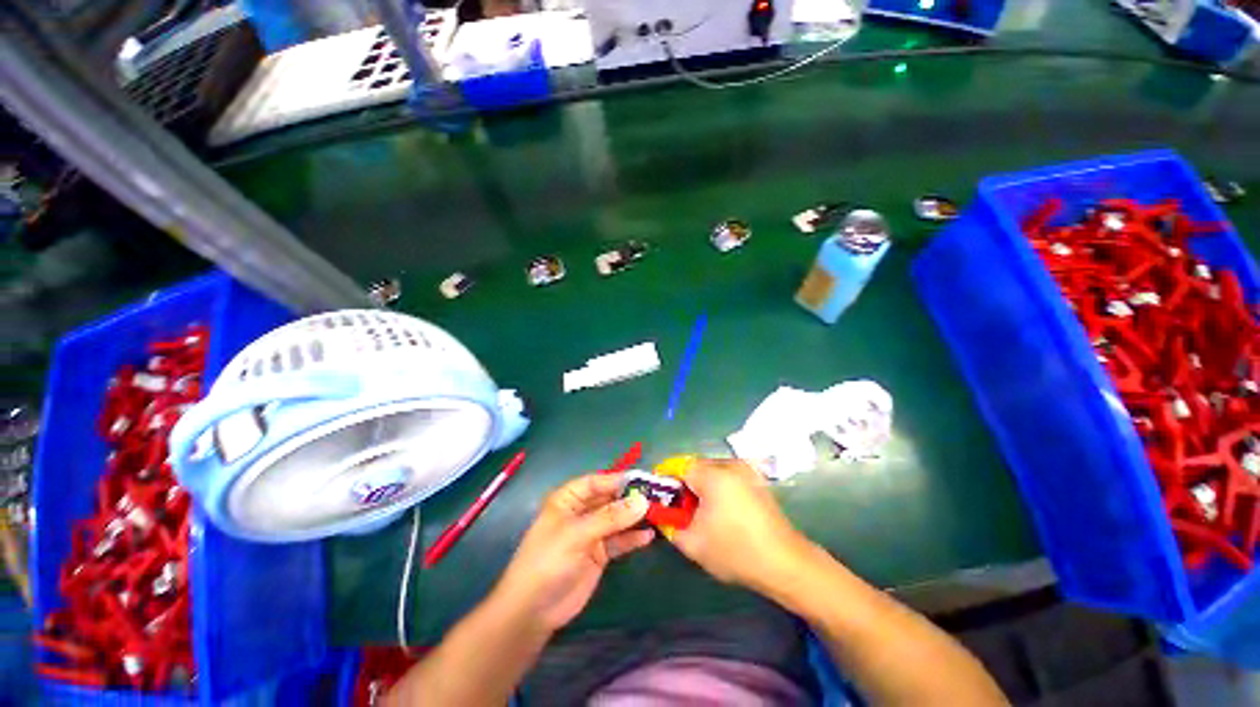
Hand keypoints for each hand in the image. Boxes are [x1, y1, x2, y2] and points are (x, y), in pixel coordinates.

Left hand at [492, 473, 653, 632]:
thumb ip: (610, 517)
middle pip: (609, 499)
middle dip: (630, 498)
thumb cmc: (548, 561)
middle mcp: (581, 512)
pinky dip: (632, 538)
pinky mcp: (599, 554)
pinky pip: (619, 541)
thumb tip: (642, 500)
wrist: (533, 611)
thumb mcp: (577, 535)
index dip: (617, 479)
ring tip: (658, 513)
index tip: (643, 480)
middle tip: (657, 496)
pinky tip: (649, 536)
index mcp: (568, 499)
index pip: (596, 482)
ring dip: (634, 517)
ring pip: (617, 519)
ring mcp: (591, 533)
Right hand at [669, 459, 810, 591]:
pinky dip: (717, 488)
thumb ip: (669, 524)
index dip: (665, 479)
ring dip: (700, 486)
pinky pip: (727, 477)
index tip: (660, 497)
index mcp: (713, 475)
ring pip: (712, 471)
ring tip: (699, 512)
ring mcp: (746, 471)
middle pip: (696, 466)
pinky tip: (720, 512)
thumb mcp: (693, 543)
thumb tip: (660, 514)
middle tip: (679, 508)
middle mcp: (730, 464)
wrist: (785, 563)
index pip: (679, 465)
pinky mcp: (756, 480)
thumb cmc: (736, 551)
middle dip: (683, 484)